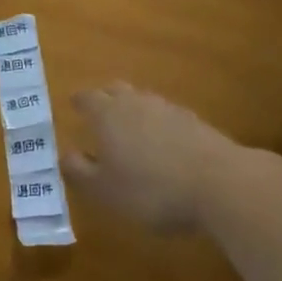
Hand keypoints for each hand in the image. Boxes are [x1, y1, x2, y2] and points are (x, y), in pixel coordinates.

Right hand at [63, 83, 247, 231]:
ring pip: (141, 100)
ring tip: (129, 128)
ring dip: (132, 109)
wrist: (216, 181)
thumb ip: (80, 172)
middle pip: (115, 89)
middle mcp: (135, 101)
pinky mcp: (192, 120)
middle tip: (98, 110)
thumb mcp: (106, 190)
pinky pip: (164, 114)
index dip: (79, 101)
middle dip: (104, 97)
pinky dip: (156, 123)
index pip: (87, 97)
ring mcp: (166, 107)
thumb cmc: (151, 189)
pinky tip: (161, 143)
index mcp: (108, 114)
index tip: (73, 104)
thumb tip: (64, 154)